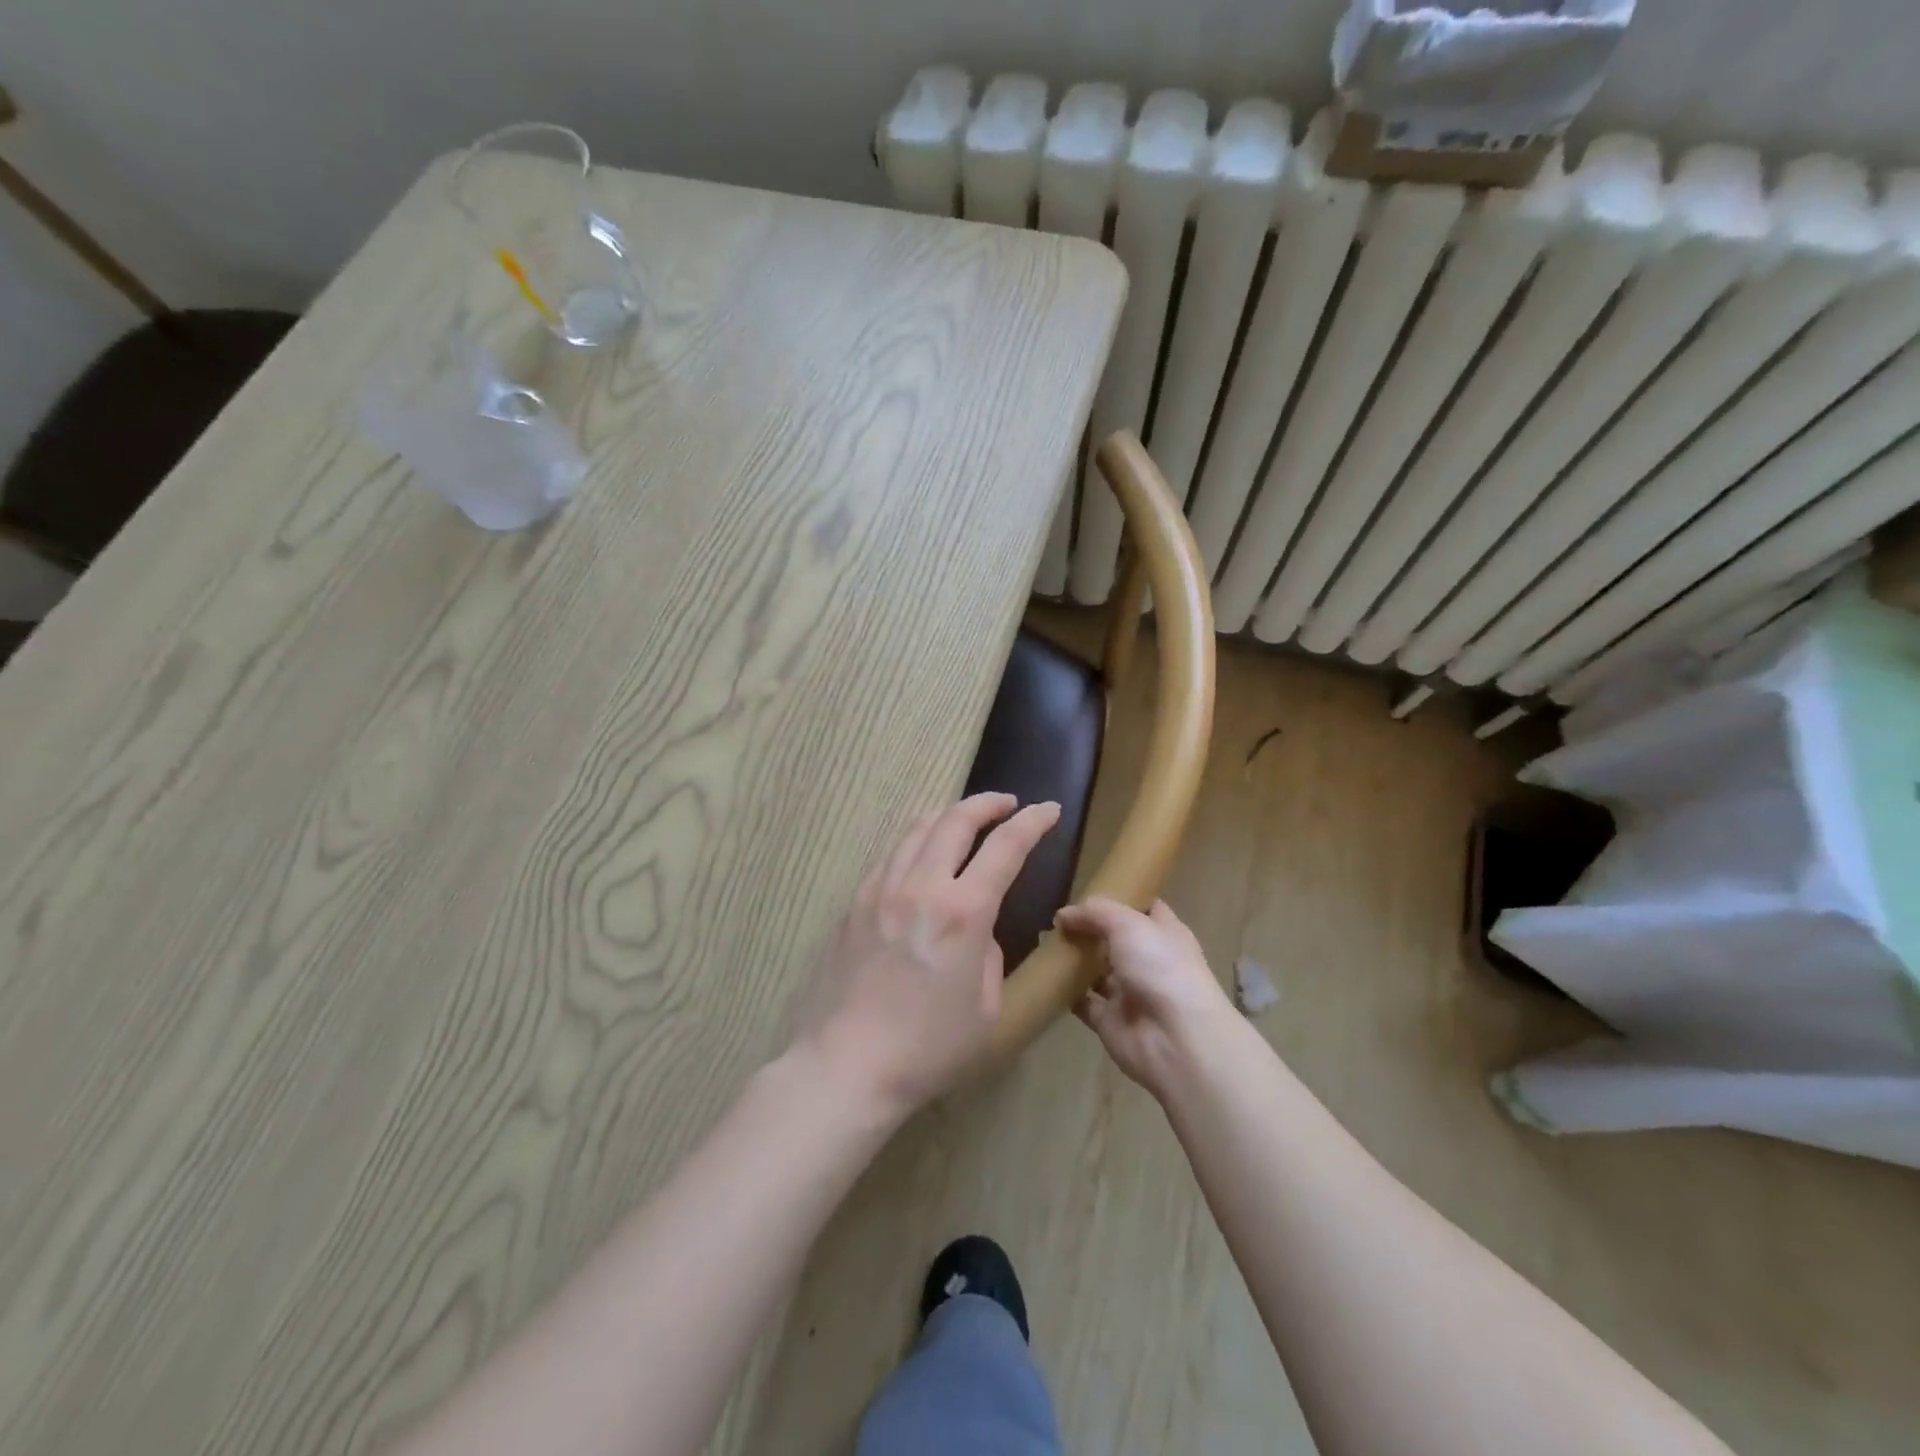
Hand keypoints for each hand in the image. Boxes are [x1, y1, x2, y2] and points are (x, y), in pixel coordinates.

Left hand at [794, 792, 1060, 1118]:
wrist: (845, 1066)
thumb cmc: (927, 1049)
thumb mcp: (986, 1009)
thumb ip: (989, 955)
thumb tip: (977, 932)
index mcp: (963, 912)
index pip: (1006, 847)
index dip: (1032, 822)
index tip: (1048, 809)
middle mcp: (921, 886)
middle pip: (956, 820)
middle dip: (987, 804)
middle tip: (1006, 804)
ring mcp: (881, 890)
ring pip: (917, 829)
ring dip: (947, 816)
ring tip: (963, 820)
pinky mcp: (854, 904)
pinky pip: (890, 857)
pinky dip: (914, 843)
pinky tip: (920, 858)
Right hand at [1056, 897, 1242, 1100]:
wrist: (1176, 1039)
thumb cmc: (1160, 968)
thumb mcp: (1128, 924)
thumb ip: (1094, 913)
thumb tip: (1064, 915)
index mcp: (1164, 933)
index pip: (1145, 908)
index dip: (1122, 897)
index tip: (1090, 888)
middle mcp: (1149, 961)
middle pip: (1115, 939)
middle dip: (1089, 929)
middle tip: (1056, 918)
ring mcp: (1130, 992)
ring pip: (1097, 971)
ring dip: (1075, 961)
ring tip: (1045, 943)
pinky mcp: (1111, 1020)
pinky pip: (1084, 1003)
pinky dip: (1067, 994)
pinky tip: (1046, 978)